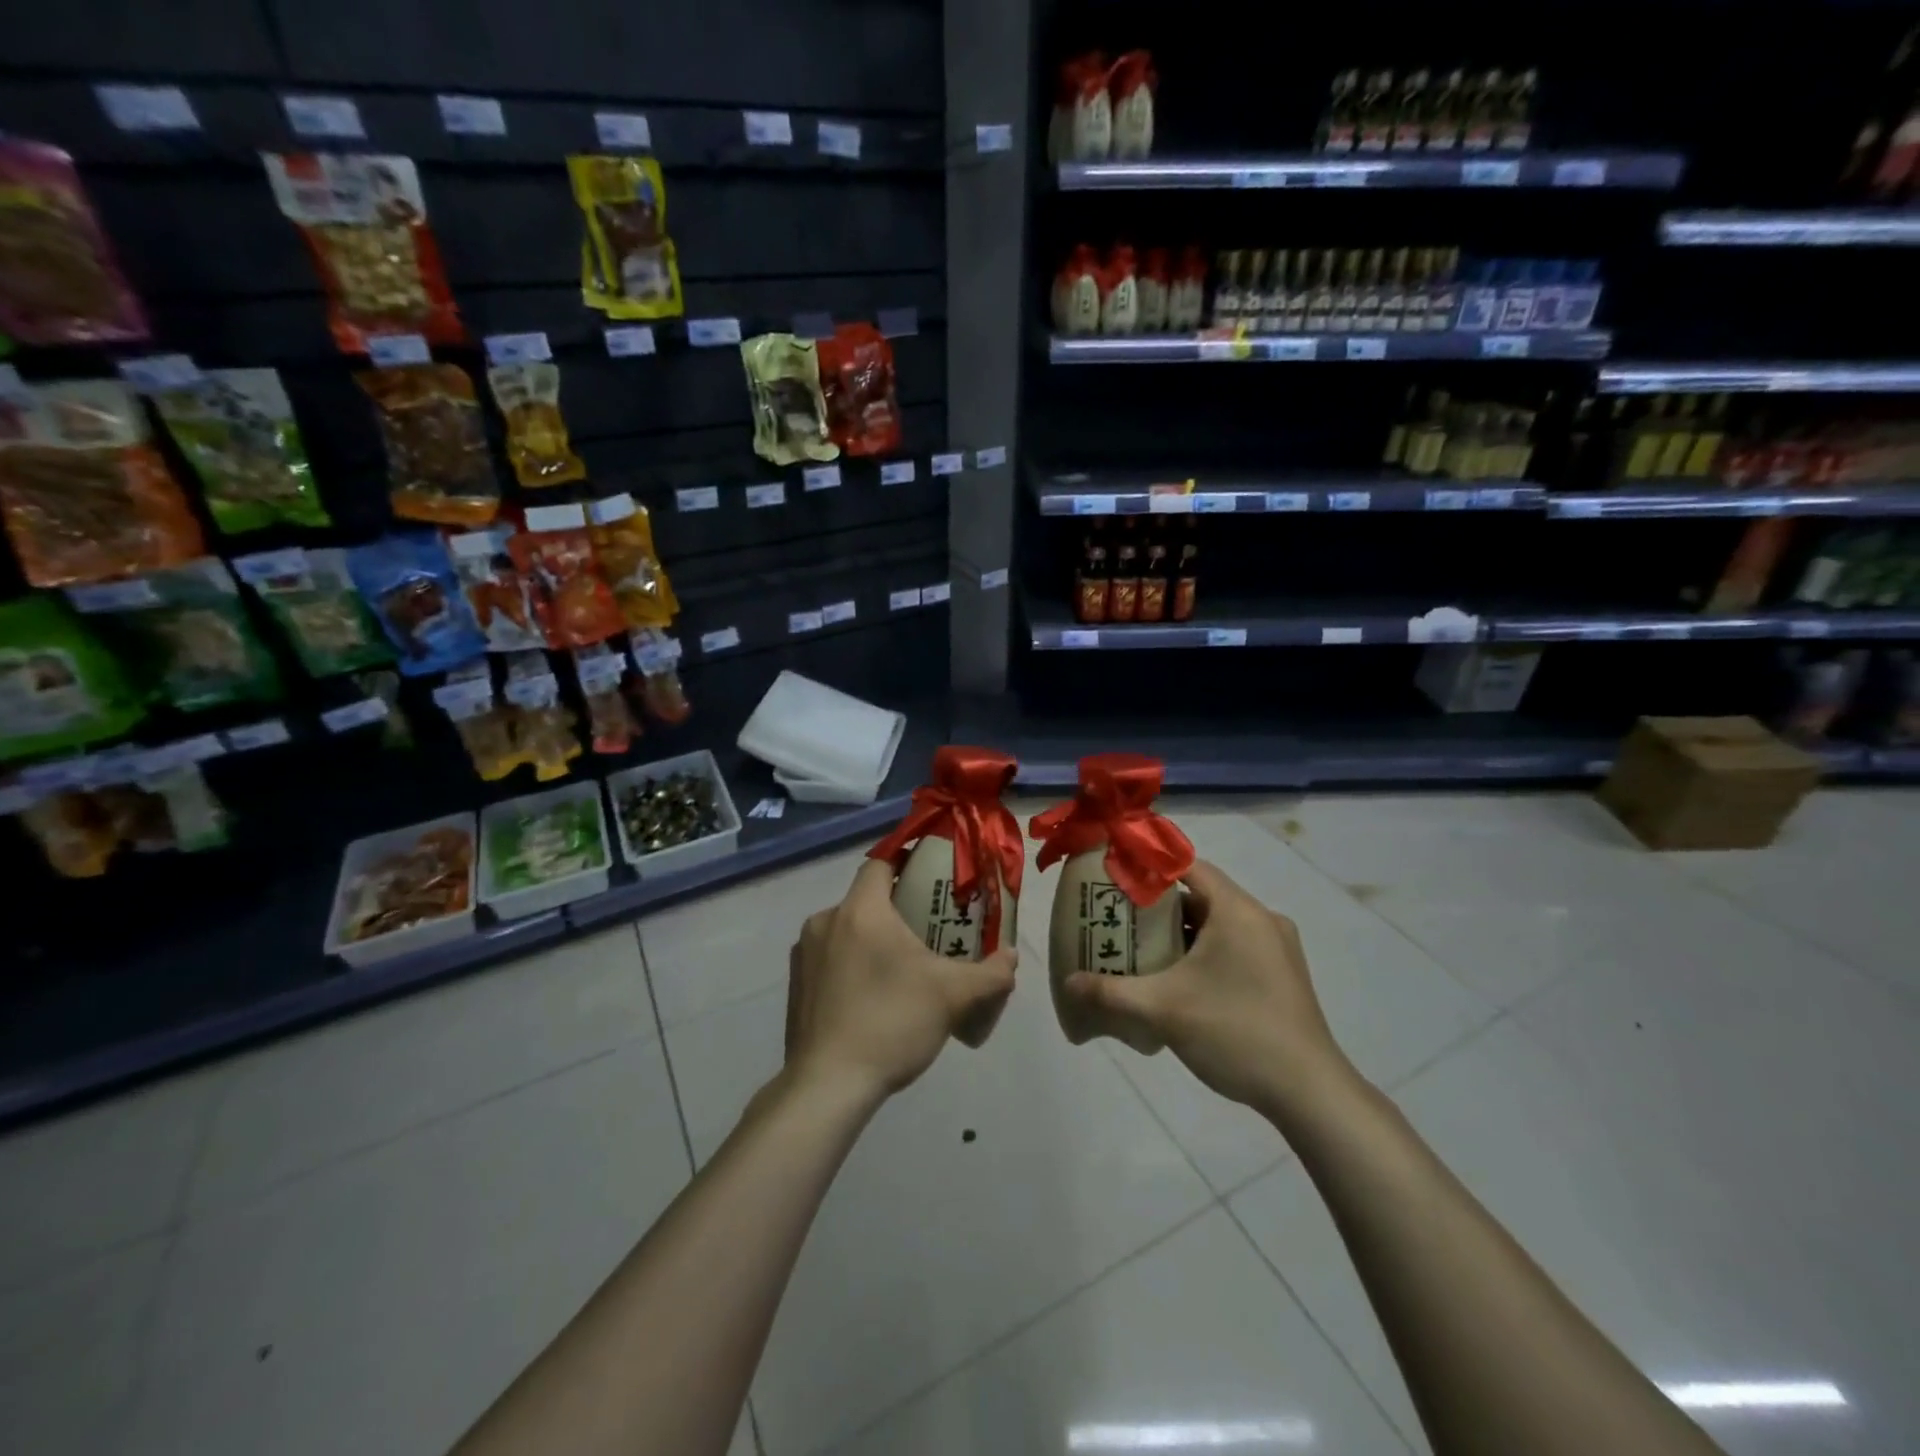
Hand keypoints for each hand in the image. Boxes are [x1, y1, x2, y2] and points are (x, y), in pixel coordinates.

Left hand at [785, 859, 1016, 1104]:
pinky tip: (872, 998)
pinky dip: (851, 965)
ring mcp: (804, 954)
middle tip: (928, 930)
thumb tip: (1010, 957)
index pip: (881, 863)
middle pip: (866, 899)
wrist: (827, 1086)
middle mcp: (825, 921)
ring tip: (902, 969)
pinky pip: (830, 959)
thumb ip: (991, 973)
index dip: (906, 863)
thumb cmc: (891, 1023)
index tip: (931, 878)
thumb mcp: (953, 996)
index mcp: (860, 910)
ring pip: (846, 930)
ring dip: (872, 940)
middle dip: (896, 909)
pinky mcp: (795, 985)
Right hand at [1061, 861, 1355, 1119]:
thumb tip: (1068, 983)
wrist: (1309, 1092)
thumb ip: (1110, 992)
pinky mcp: (1281, 974)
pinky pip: (1234, 945)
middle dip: (1158, 906)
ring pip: (1217, 923)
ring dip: (1180, 932)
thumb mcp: (1163, 1010)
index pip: (1188, 866)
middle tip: (1118, 918)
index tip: (1115, 878)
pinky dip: (1203, 951)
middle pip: (1201, 895)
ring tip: (1140, 949)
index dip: (1149, 867)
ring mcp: (1276, 947)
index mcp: (1237, 910)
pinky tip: (1178, 980)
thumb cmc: (1235, 1033)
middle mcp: (1261, 918)